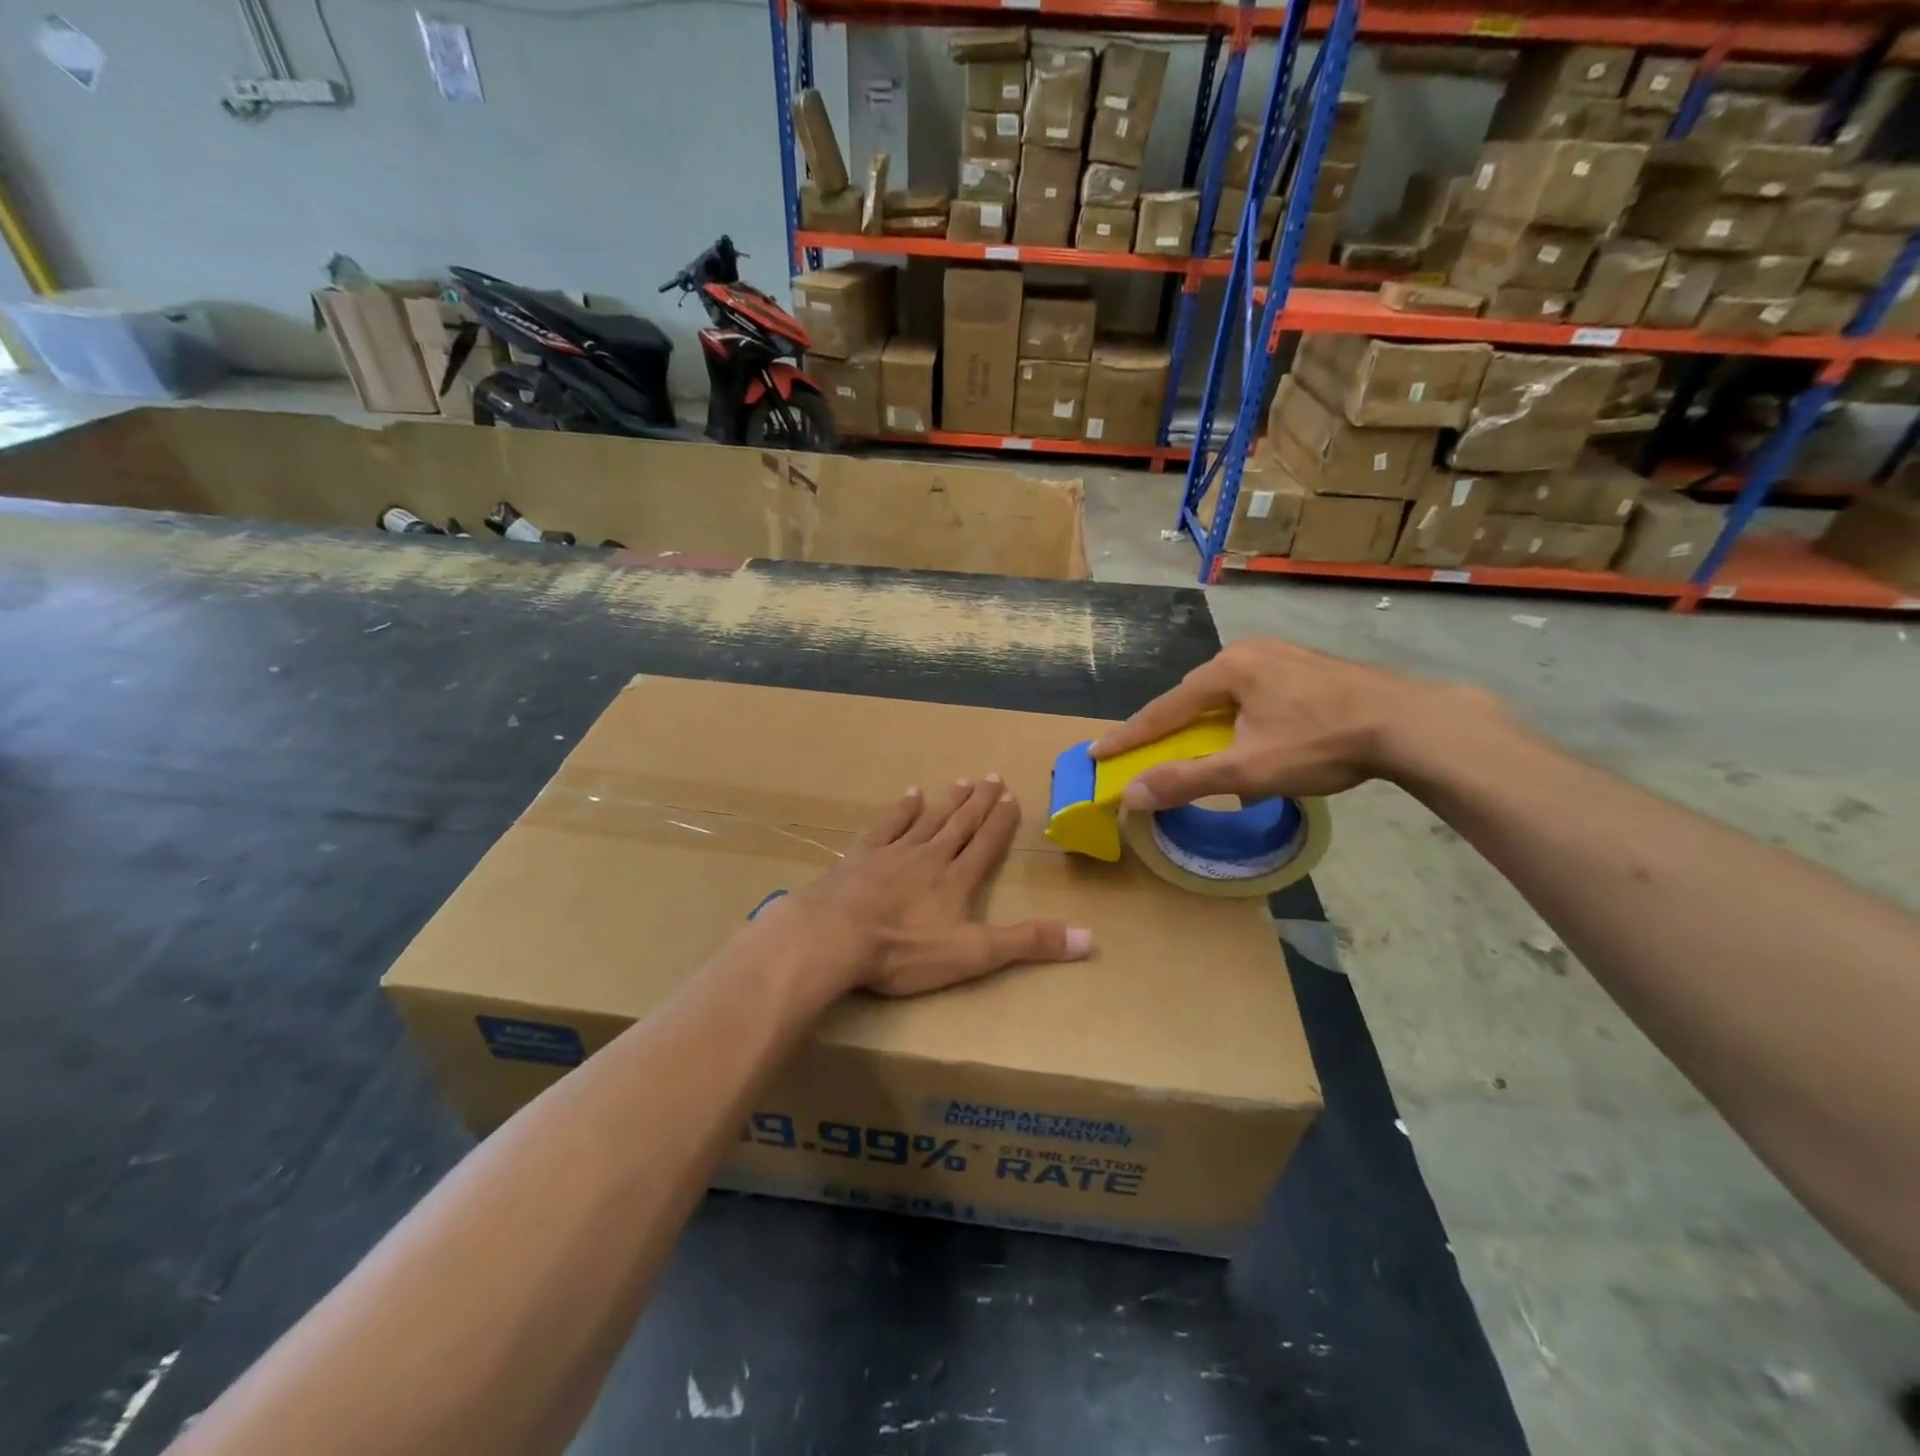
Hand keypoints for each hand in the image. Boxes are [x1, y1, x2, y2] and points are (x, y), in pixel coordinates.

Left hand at [769, 777, 1092, 998]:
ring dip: (949, 801)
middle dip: (980, 803)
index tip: (1012, 797)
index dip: (1001, 822)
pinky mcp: (862, 856)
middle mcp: (930, 857)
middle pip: (960, 824)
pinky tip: (911, 794)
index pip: (986, 844)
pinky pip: (889, 824)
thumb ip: (1028, 944)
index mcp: (957, 880)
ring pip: (929, 819)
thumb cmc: (904, 950)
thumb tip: (1090, 938)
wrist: (834, 936)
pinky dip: (902, 809)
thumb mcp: (973, 954)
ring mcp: (894, 852)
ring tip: (963, 781)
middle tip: (993, 777)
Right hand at [1089, 639, 1482, 809]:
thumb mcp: (1248, 769)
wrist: (1411, 724)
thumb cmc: (1322, 743)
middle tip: (1146, 751)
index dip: (1128, 736)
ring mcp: (1282, 655)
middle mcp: (1249, 652)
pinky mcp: (1308, 666)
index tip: (1096, 752)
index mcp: (1227, 670)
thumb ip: (1186, 780)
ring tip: (1196, 745)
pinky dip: (1237, 716)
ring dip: (1206, 722)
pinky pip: (1254, 692)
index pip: (1163, 709)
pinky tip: (1248, 731)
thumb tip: (1131, 795)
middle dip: (1169, 727)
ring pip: (1226, 694)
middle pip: (1193, 697)